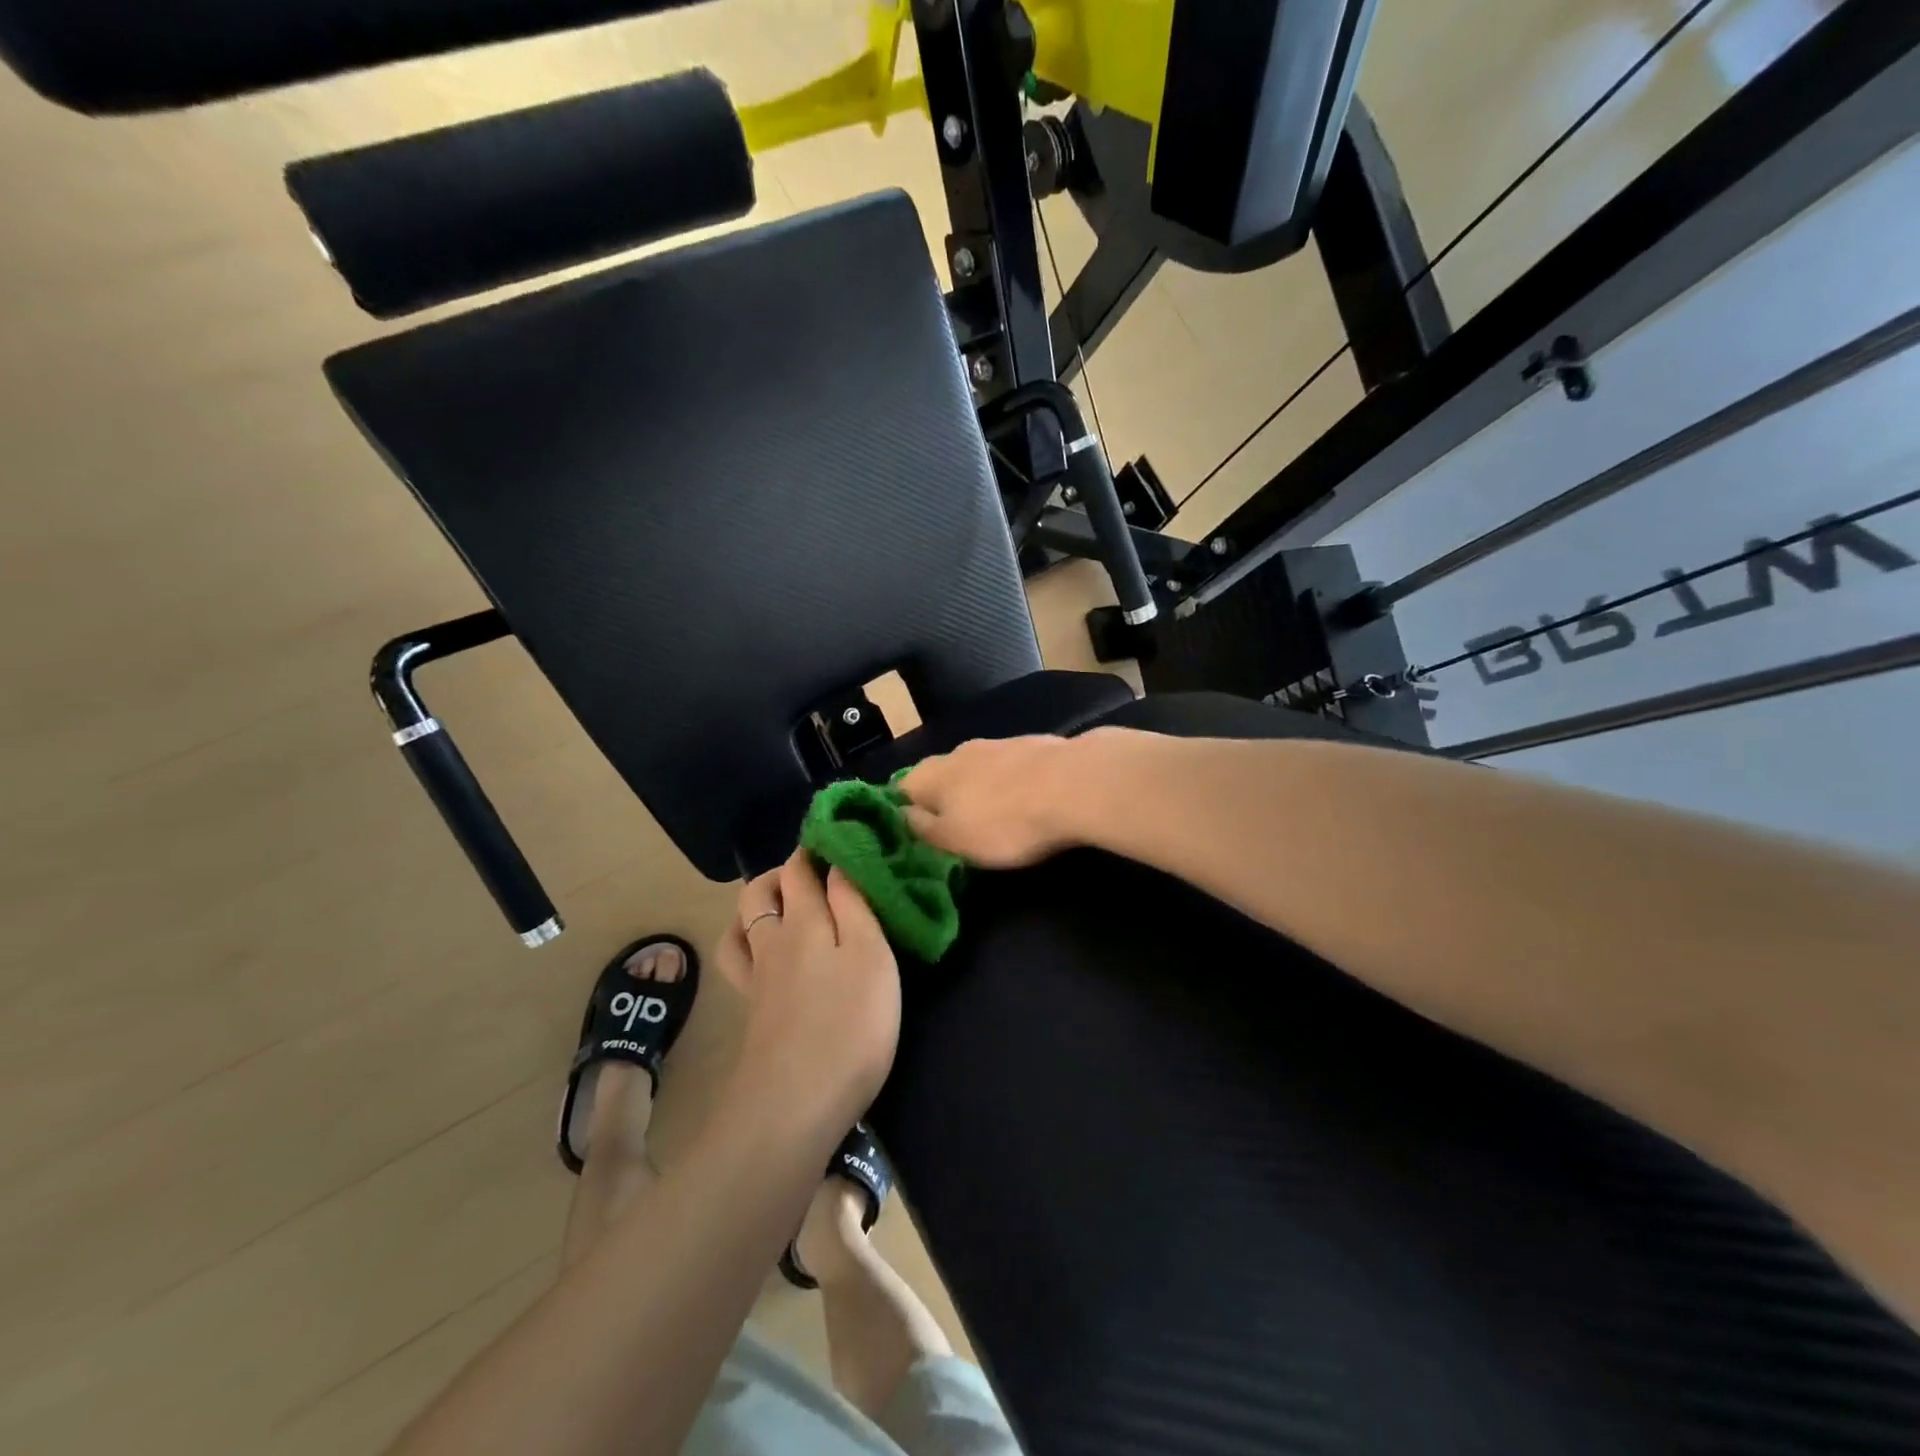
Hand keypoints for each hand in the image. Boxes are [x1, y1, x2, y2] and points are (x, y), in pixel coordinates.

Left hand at [715, 850, 899, 1134]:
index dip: (816, 847)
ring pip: (743, 922)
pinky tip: (765, 953)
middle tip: (818, 871)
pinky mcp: (752, 1010)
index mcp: (805, 920)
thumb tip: (840, 862)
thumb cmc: (849, 1025)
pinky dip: (746, 941)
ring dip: (759, 902)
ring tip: (786, 904)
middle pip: (761, 889)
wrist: (796, 1105)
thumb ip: (855, 905)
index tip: (839, 836)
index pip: (800, 867)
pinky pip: (739, 959)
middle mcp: (773, 940)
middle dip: (783, 870)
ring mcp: (757, 977)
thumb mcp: (871, 955)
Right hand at [899, 730, 1125, 867]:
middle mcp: (959, 752)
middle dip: (944, 798)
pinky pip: (1009, 767)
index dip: (905, 810)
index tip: (916, 833)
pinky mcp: (1033, 745)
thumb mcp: (955, 840)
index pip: (902, 788)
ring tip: (992, 815)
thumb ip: (924, 828)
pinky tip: (1025, 799)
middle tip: (955, 828)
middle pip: (940, 775)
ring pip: (975, 768)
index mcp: (932, 775)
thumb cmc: (1005, 823)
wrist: (1074, 785)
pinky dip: (1010, 783)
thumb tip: (904, 814)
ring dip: (978, 789)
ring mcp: (998, 744)